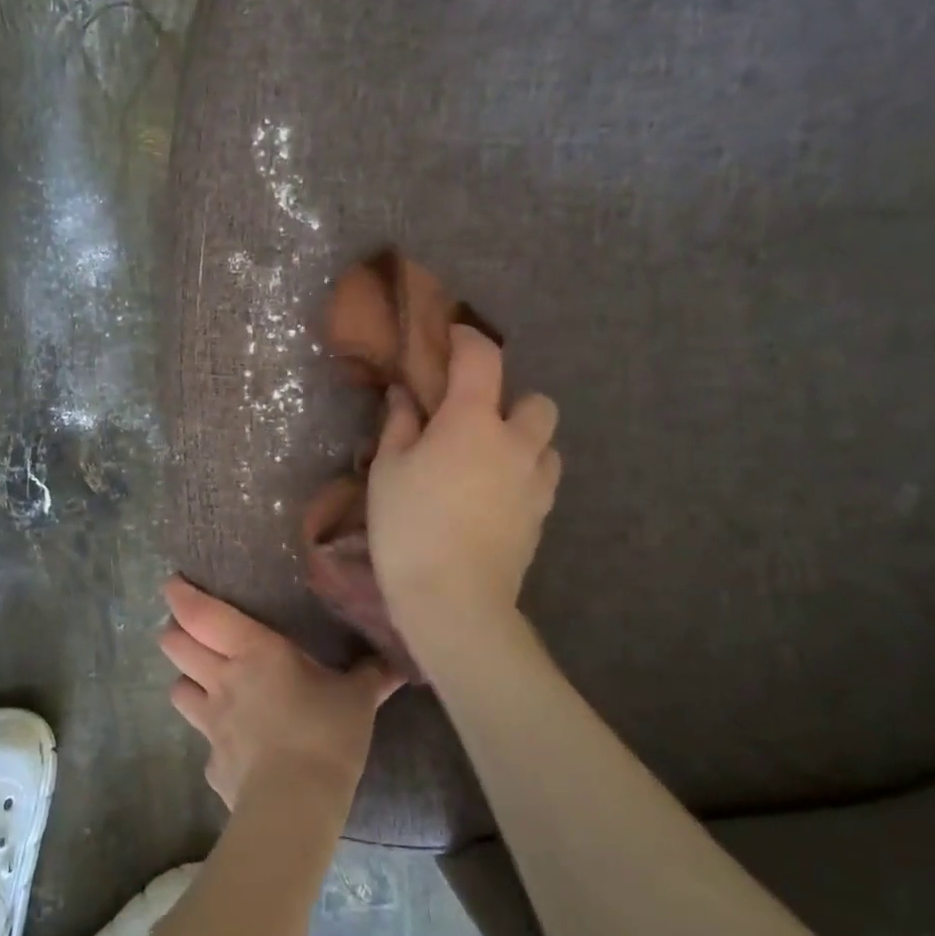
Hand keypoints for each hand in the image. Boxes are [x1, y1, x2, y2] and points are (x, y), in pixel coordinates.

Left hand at [159, 577, 401, 808]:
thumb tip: (398, 662)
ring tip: (202, 681)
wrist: (296, 805)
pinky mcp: (212, 763)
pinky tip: (234, 744)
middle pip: (175, 645)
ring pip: (178, 689)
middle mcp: (222, 679)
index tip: (173, 585)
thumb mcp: (357, 699)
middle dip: (174, 632)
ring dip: (186, 680)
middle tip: (185, 628)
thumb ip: (372, 675)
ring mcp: (211, 723)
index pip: (201, 614)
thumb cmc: (325, 733)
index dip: (181, 596)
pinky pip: (204, 741)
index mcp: (253, 651)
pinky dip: (214, 737)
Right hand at [365, 326, 561, 631]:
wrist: (454, 599)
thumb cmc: (409, 526)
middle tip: (473, 421)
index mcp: (472, 421)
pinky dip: (522, 475)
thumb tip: (406, 396)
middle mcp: (515, 443)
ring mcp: (535, 482)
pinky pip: (541, 480)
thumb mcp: (387, 471)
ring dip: (523, 441)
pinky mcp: (541, 517)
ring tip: (487, 461)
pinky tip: (492, 495)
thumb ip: (400, 425)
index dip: (468, 339)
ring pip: (546, 444)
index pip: (482, 359)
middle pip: (537, 402)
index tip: (452, 336)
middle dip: (511, 401)